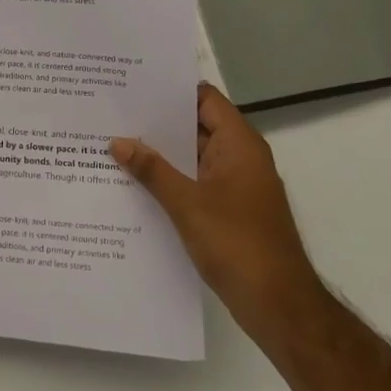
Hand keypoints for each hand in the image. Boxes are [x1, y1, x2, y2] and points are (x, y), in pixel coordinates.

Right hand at [111, 83, 318, 337]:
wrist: (278, 305)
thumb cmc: (236, 244)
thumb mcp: (187, 204)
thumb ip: (152, 170)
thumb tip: (118, 142)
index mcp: (239, 145)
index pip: (204, 99)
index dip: (171, 90)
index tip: (133, 86)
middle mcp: (240, 158)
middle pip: (196, 127)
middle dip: (157, 123)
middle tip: (113, 114)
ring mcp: (235, 186)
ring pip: (192, 158)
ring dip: (160, 155)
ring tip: (114, 145)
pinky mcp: (229, 211)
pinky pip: (195, 183)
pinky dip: (169, 180)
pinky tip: (134, 184)